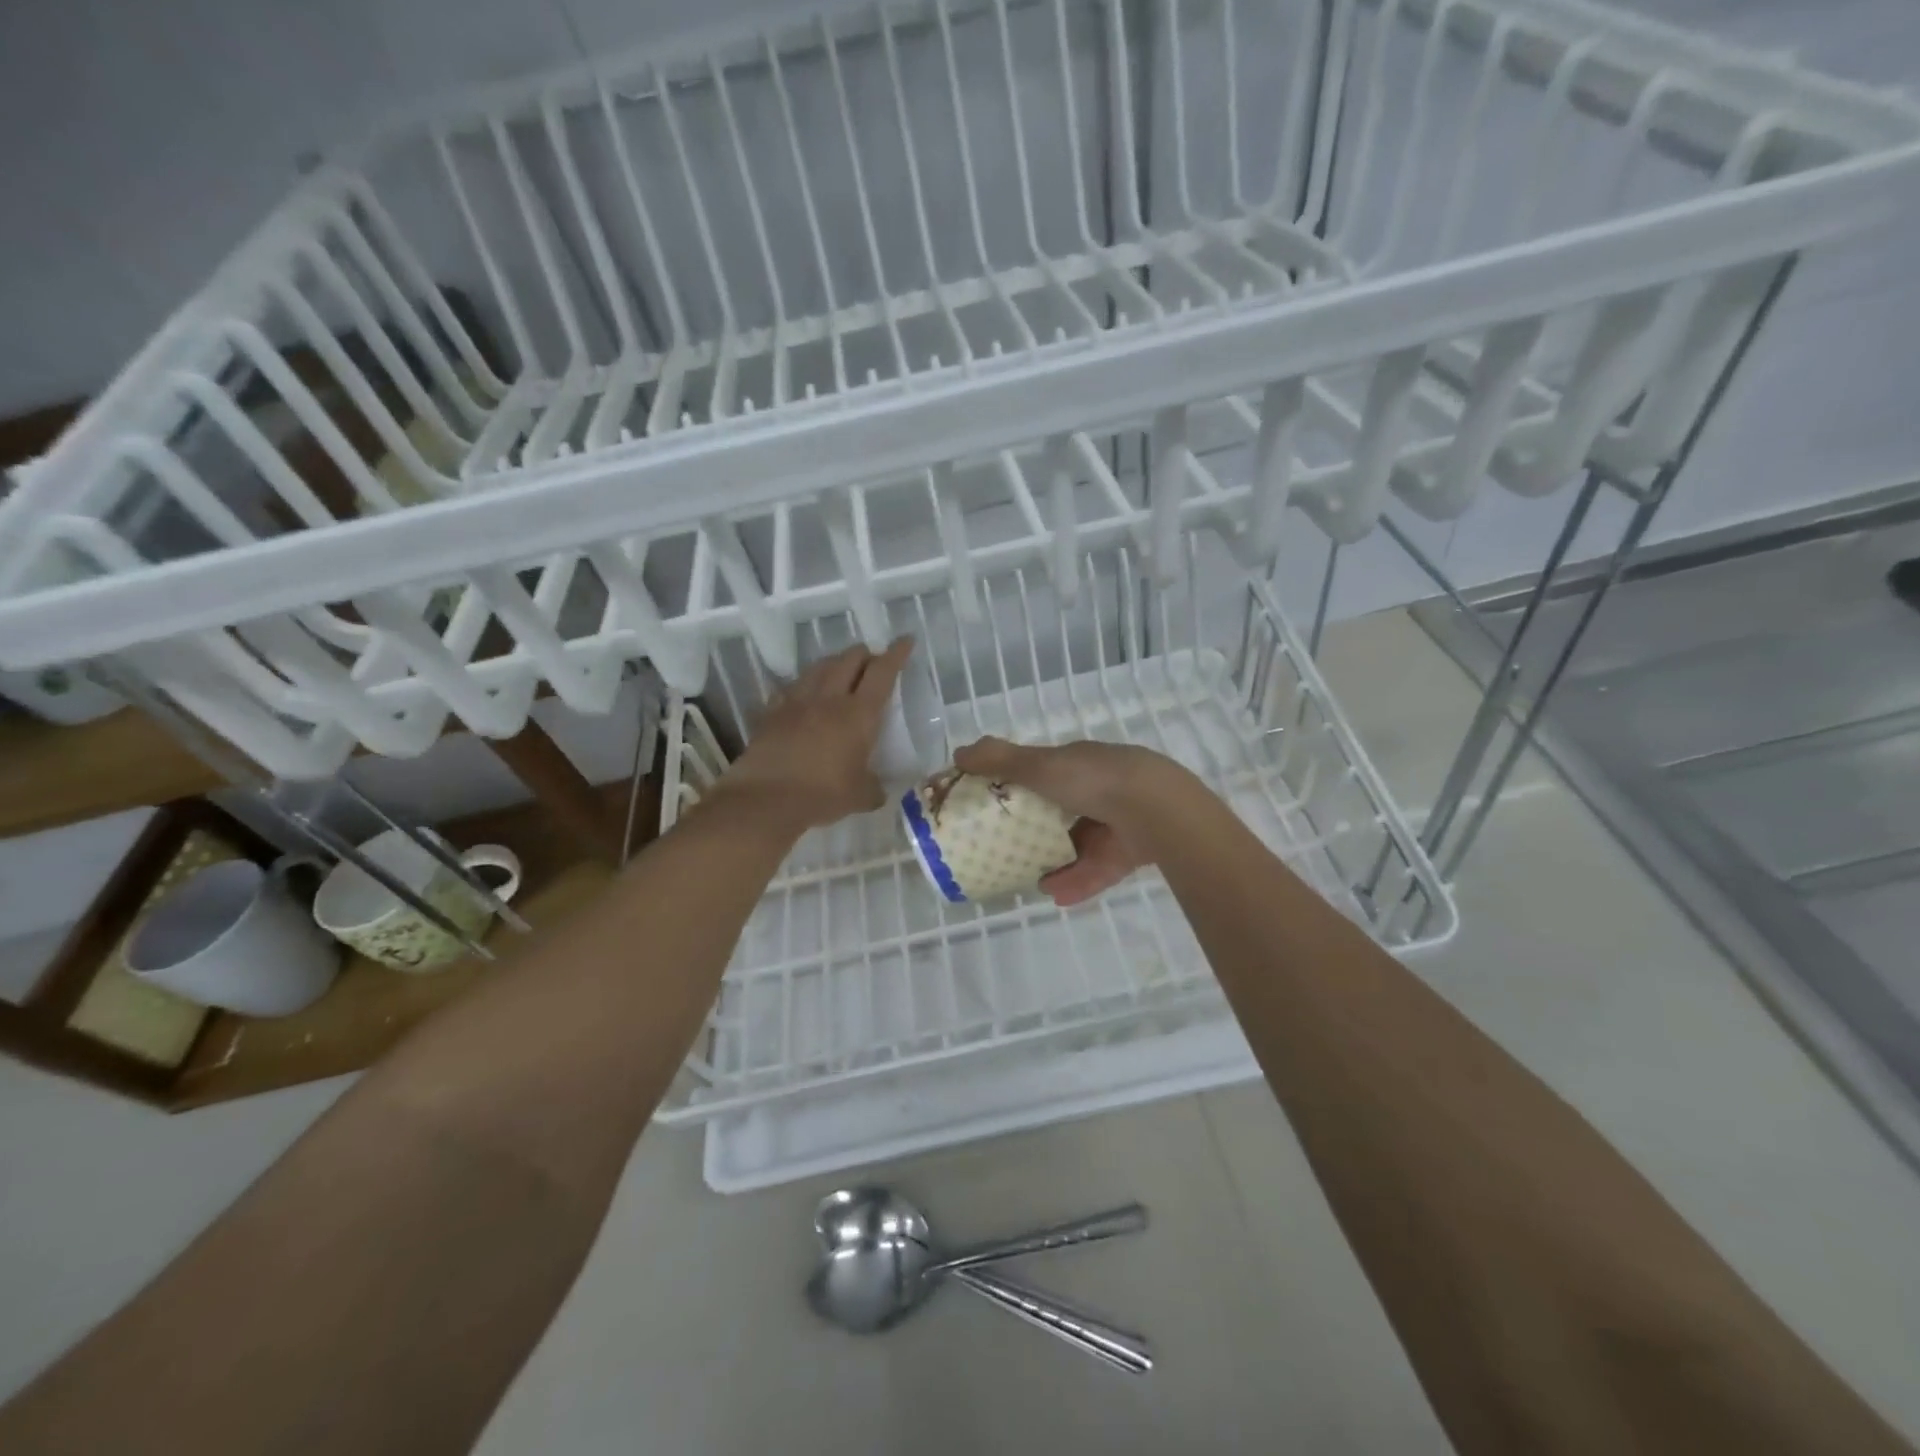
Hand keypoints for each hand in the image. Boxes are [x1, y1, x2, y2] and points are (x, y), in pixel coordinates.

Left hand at [712, 638, 913, 830]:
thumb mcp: (860, 796)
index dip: (896, 654)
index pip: (882, 672)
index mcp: (859, 714)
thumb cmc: (823, 794)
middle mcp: (829, 698)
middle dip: (864, 654)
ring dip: (834, 664)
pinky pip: (790, 689)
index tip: (905, 640)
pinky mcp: (771, 713)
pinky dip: (802, 687)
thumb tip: (878, 791)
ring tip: (840, 671)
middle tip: (872, 662)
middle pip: (849, 659)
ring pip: (819, 667)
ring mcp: (796, 702)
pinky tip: (803, 696)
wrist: (766, 799)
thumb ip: (873, 789)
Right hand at [952, 737, 1200, 906]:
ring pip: (1083, 844)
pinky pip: (1100, 869)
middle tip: (1012, 849)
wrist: (1155, 809)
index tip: (997, 806)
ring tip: (1033, 882)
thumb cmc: (1092, 779)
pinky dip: (1078, 881)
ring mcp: (1120, 821)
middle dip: (1039, 830)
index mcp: (1080, 764)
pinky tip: (1056, 896)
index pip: (1047, 775)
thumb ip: (999, 761)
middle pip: (1065, 812)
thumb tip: (958, 753)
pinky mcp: (1133, 852)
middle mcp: (1102, 789)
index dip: (1022, 787)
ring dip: (1057, 862)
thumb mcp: (1039, 766)